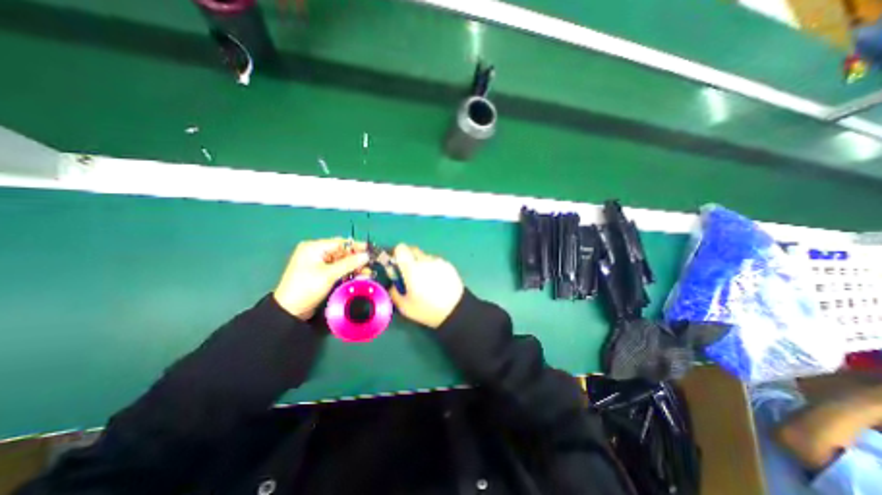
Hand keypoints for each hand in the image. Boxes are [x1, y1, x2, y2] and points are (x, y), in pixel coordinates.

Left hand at [272, 237, 368, 320]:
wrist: (290, 310)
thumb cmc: (307, 287)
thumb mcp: (329, 274)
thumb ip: (349, 263)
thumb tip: (366, 255)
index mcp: (314, 247)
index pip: (340, 243)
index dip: (357, 247)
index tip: (371, 251)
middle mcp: (316, 252)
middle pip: (342, 252)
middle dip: (356, 259)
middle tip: (370, 265)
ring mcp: (318, 263)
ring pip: (341, 261)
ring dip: (353, 267)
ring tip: (366, 273)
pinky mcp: (321, 273)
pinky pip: (337, 269)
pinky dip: (347, 272)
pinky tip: (357, 276)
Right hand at [391, 243, 463, 327]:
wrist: (455, 310)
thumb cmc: (427, 309)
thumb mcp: (404, 307)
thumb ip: (394, 292)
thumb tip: (394, 284)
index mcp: (412, 268)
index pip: (400, 248)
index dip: (396, 254)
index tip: (397, 264)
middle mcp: (425, 260)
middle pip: (413, 250)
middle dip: (408, 258)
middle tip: (409, 274)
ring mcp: (438, 261)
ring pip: (425, 257)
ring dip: (421, 264)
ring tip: (426, 281)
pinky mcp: (448, 265)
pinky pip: (435, 262)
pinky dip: (432, 268)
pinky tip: (437, 282)